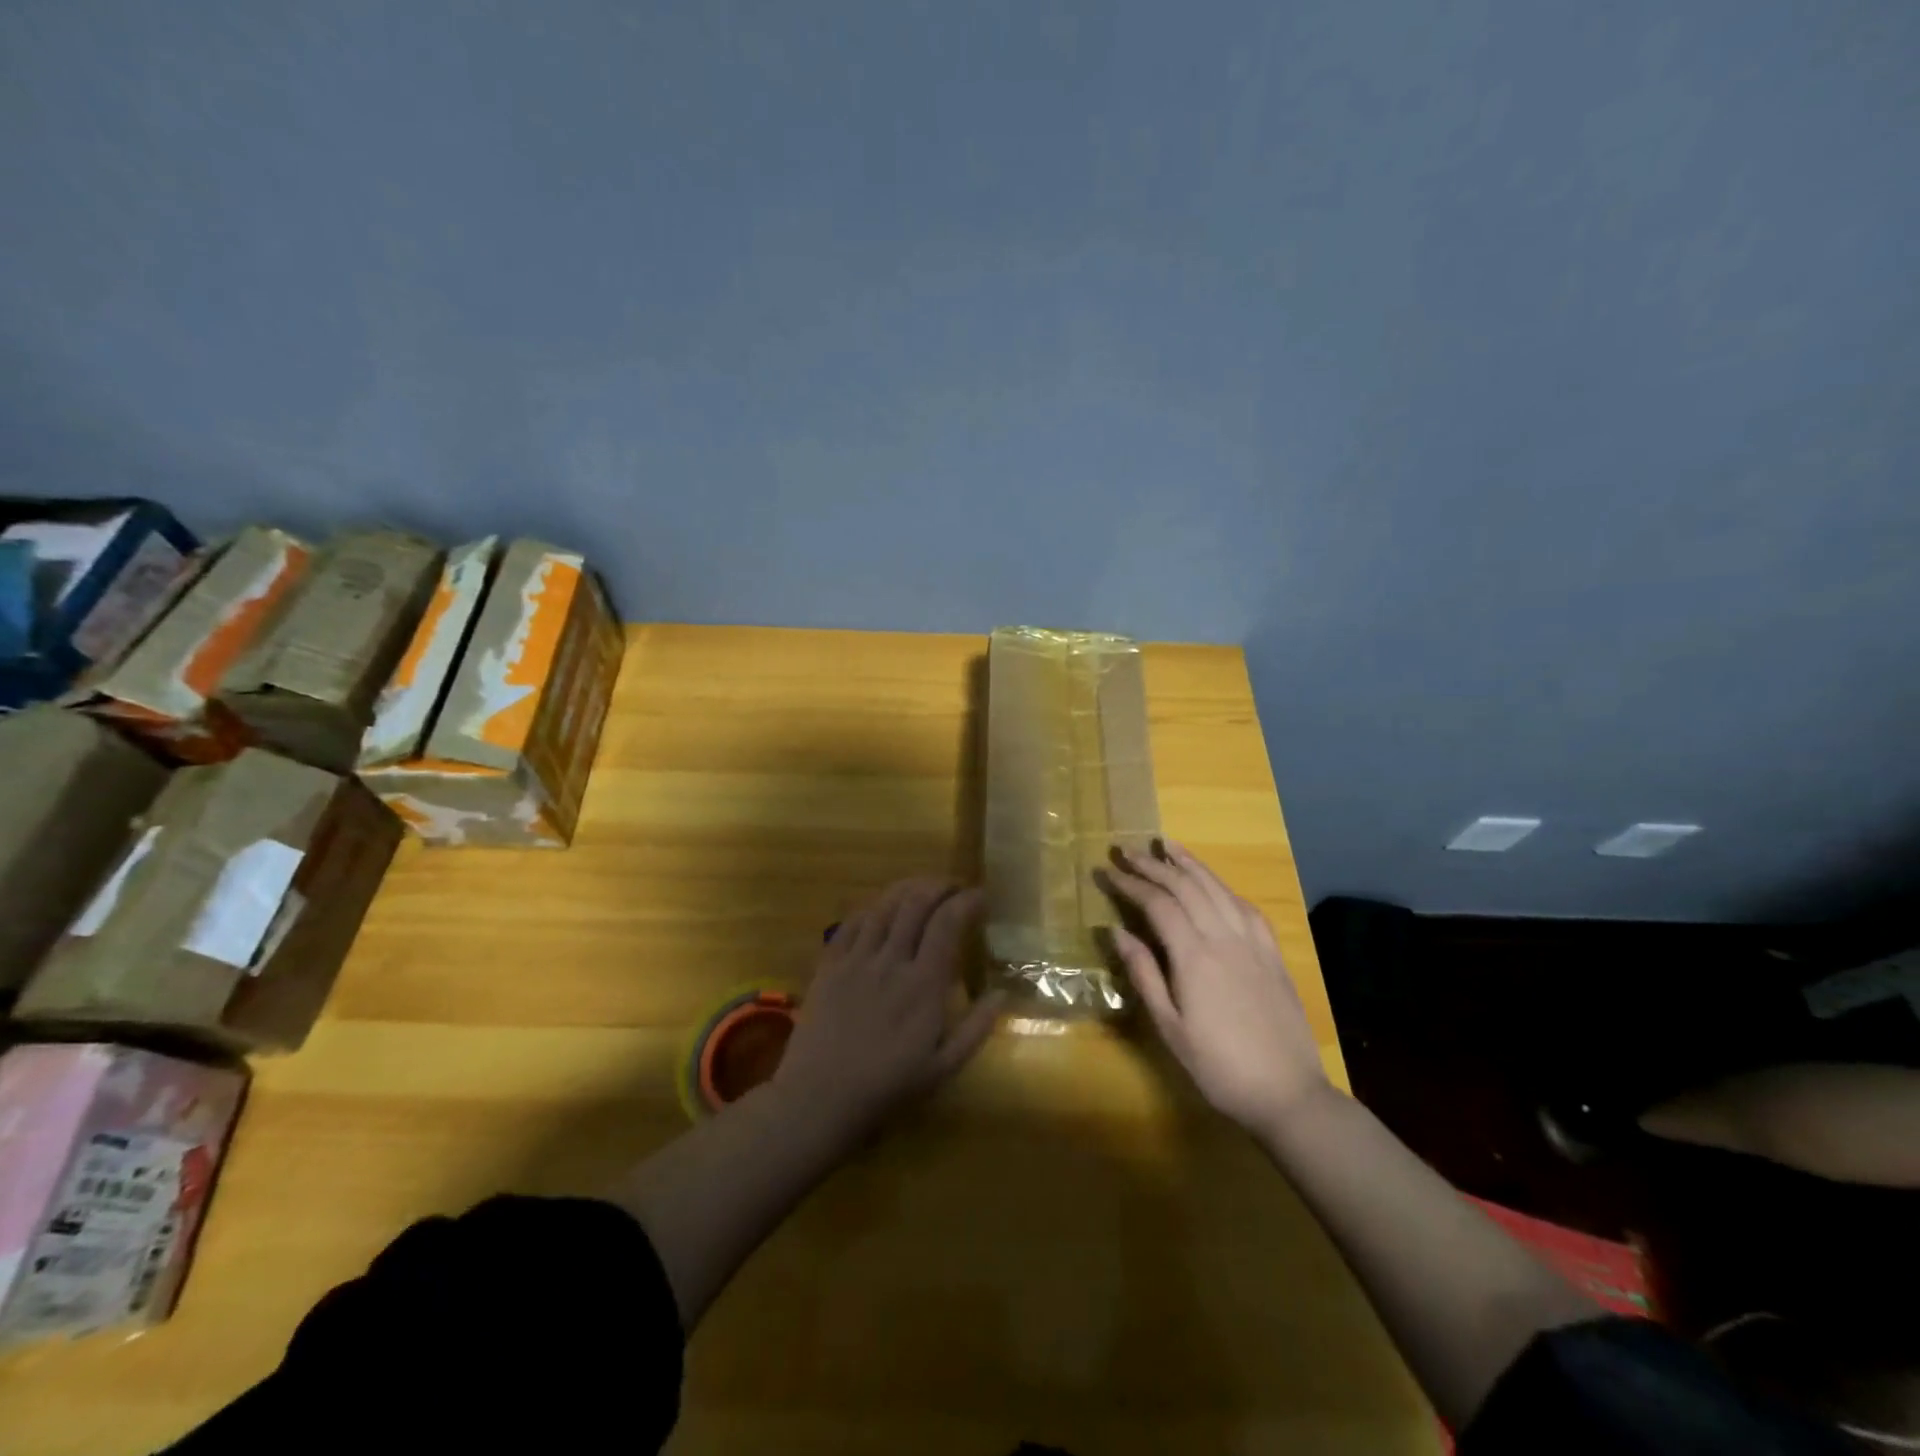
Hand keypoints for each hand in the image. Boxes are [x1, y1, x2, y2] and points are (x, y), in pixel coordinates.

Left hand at [774, 878, 1001, 1141]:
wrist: (819, 1098)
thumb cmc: (887, 1087)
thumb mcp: (943, 1068)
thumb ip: (976, 1028)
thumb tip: (1002, 994)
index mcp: (924, 984)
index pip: (948, 923)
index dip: (966, 901)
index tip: (980, 897)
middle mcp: (892, 960)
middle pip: (916, 903)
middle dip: (939, 886)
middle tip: (953, 887)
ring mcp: (857, 958)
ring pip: (884, 906)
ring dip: (907, 889)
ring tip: (922, 888)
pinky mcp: (830, 963)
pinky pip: (852, 922)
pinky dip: (872, 907)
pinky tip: (881, 908)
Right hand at [1101, 842, 1330, 1133]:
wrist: (1288, 1094)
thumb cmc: (1219, 1067)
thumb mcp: (1170, 1028)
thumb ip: (1144, 974)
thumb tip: (1116, 931)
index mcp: (1195, 957)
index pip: (1158, 904)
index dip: (1130, 884)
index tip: (1107, 871)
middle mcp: (1224, 938)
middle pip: (1186, 887)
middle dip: (1154, 865)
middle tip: (1126, 851)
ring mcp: (1253, 942)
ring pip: (1217, 888)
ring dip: (1189, 863)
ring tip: (1166, 845)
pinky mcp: (1272, 952)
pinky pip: (1245, 906)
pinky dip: (1222, 886)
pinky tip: (1212, 882)